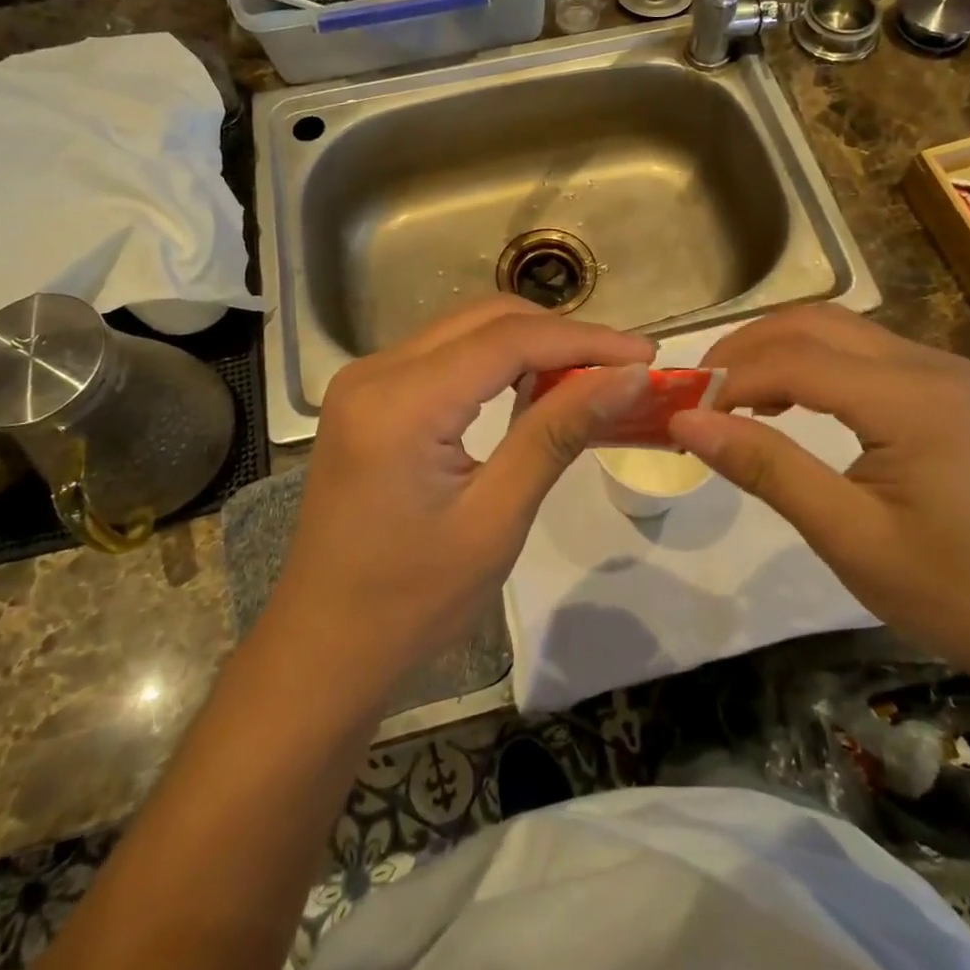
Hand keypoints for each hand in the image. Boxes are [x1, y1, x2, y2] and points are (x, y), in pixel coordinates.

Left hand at [272, 296, 652, 679]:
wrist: (324, 649)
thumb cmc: (412, 602)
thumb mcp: (497, 519)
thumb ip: (558, 433)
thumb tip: (629, 377)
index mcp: (399, 402)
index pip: (508, 340)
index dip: (585, 340)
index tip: (645, 354)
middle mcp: (374, 371)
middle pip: (485, 319)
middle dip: (561, 335)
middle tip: (622, 367)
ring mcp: (365, 380)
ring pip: (465, 329)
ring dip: (531, 343)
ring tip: (590, 375)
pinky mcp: (368, 396)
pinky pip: (444, 355)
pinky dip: (496, 361)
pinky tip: (534, 387)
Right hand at [668, 305, 969, 674]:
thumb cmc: (948, 591)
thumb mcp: (847, 536)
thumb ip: (767, 468)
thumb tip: (688, 421)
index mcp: (914, 399)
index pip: (799, 360)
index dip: (733, 376)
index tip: (682, 407)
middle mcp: (930, 365)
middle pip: (816, 324)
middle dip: (748, 348)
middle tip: (699, 389)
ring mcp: (941, 372)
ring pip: (837, 329)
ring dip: (776, 349)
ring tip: (730, 392)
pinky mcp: (942, 388)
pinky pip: (860, 352)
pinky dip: (809, 362)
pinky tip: (784, 398)